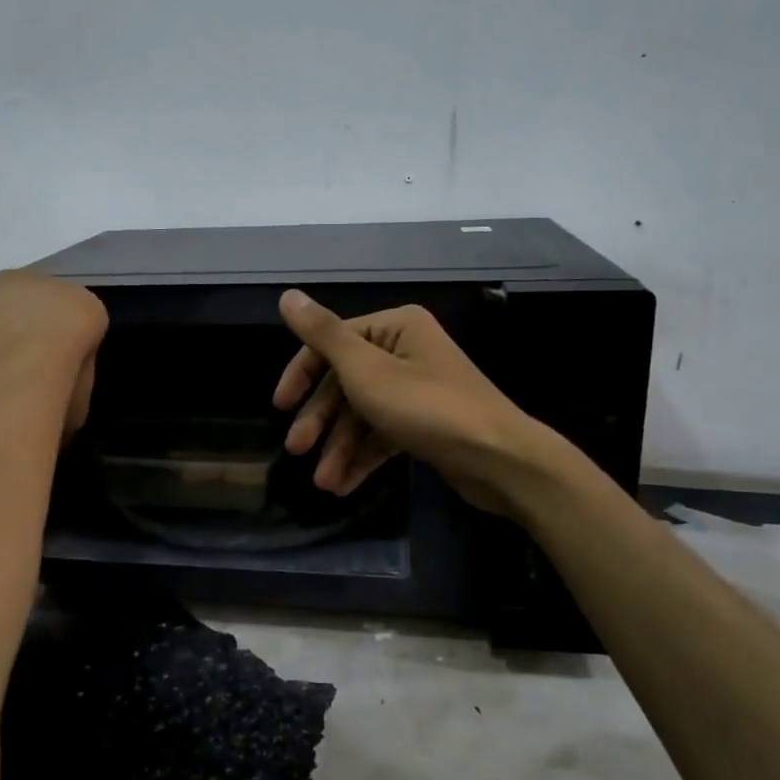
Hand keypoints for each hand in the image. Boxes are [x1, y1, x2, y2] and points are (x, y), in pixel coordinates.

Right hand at [272, 290, 543, 514]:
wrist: (499, 460)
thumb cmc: (427, 407)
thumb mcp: (365, 370)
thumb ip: (323, 334)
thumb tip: (287, 295)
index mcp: (395, 328)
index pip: (332, 344)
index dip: (302, 374)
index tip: (281, 407)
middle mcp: (406, 352)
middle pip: (346, 382)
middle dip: (321, 421)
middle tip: (296, 451)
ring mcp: (417, 390)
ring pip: (362, 414)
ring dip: (340, 447)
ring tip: (325, 483)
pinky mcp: (425, 424)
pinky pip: (383, 435)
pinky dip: (362, 457)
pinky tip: (344, 485)